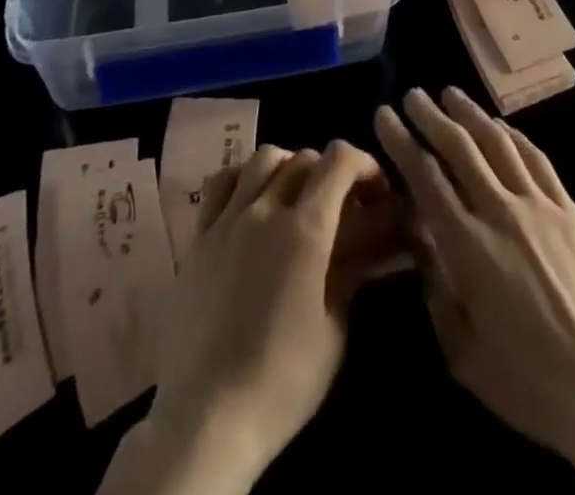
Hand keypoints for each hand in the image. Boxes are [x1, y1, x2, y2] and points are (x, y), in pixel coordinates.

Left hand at [107, 142, 386, 494]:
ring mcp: (228, 218)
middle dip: (331, 171)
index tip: (375, 189)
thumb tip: (368, 245)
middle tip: (342, 202)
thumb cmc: (282, 381)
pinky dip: (243, 176)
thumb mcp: (333, 332)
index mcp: (306, 230)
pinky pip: (221, 182)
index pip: (339, 161)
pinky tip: (251, 198)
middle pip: (304, 158)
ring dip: (289, 167)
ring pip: (263, 159)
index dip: (364, 164)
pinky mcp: (199, 235)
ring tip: (297, 195)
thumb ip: (350, 275)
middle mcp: (266, 209)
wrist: (207, 417)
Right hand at [375, 89, 574, 494]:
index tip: (384, 115)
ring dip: (471, 114)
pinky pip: (538, 160)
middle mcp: (501, 213)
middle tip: (413, 95)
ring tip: (451, 94)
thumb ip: (436, 289)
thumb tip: (420, 239)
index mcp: (468, 248)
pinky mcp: (570, 211)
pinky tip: (501, 125)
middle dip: (431, 116)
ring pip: (499, 144)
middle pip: (460, 148)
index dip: (401, 142)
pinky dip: (515, 135)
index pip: (425, 178)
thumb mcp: (463, 352)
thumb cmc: (527, 383)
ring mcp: (540, 207)